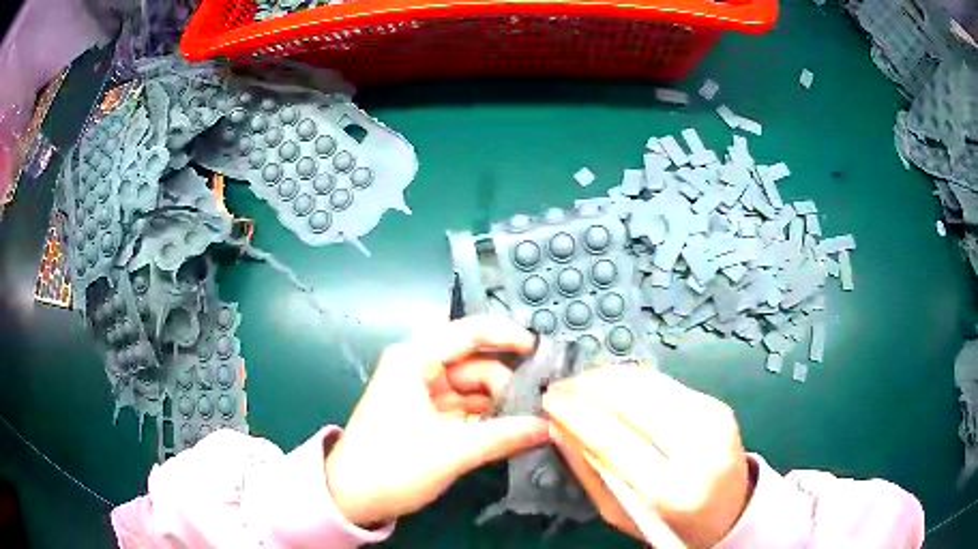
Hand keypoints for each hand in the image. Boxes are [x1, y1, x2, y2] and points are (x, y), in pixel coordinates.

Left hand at [325, 317, 549, 526]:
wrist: (351, 498)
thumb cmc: (393, 467)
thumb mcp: (452, 452)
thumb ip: (505, 436)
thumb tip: (550, 427)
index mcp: (414, 360)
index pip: (469, 333)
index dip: (507, 337)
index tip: (542, 353)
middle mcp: (417, 368)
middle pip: (475, 363)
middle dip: (506, 383)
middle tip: (540, 407)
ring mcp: (421, 392)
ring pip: (472, 388)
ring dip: (499, 404)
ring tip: (530, 422)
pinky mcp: (425, 415)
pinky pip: (464, 407)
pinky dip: (486, 418)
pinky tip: (509, 431)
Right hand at [542, 366, 753, 547]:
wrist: (729, 511)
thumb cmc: (670, 524)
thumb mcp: (622, 514)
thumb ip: (591, 472)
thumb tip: (560, 428)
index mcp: (673, 491)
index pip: (615, 441)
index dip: (577, 415)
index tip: (549, 402)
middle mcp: (700, 450)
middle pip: (635, 402)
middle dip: (589, 387)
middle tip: (559, 386)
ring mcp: (714, 421)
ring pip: (651, 384)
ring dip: (608, 376)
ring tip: (580, 380)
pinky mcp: (717, 405)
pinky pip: (666, 383)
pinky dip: (633, 378)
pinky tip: (611, 381)